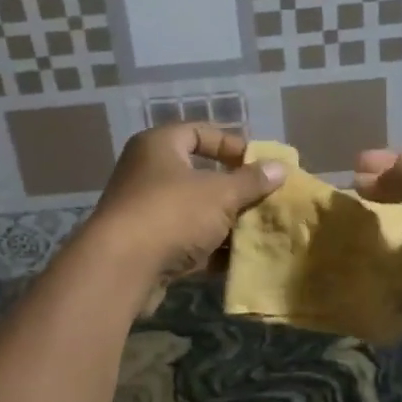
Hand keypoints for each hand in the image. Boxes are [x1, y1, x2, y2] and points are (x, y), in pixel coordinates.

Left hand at [84, 125, 286, 296]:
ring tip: (257, 231)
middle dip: (233, 190)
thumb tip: (280, 168)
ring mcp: (144, 211)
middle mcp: (146, 172)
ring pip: (193, 211)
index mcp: (158, 146)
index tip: (259, 163)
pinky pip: (185, 240)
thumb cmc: (172, 213)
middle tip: (263, 200)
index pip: (198, 132)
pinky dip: (209, 248)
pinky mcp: (145, 246)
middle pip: (198, 174)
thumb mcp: (220, 194)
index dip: (230, 145)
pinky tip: (237, 260)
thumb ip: (251, 181)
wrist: (121, 268)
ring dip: (224, 222)